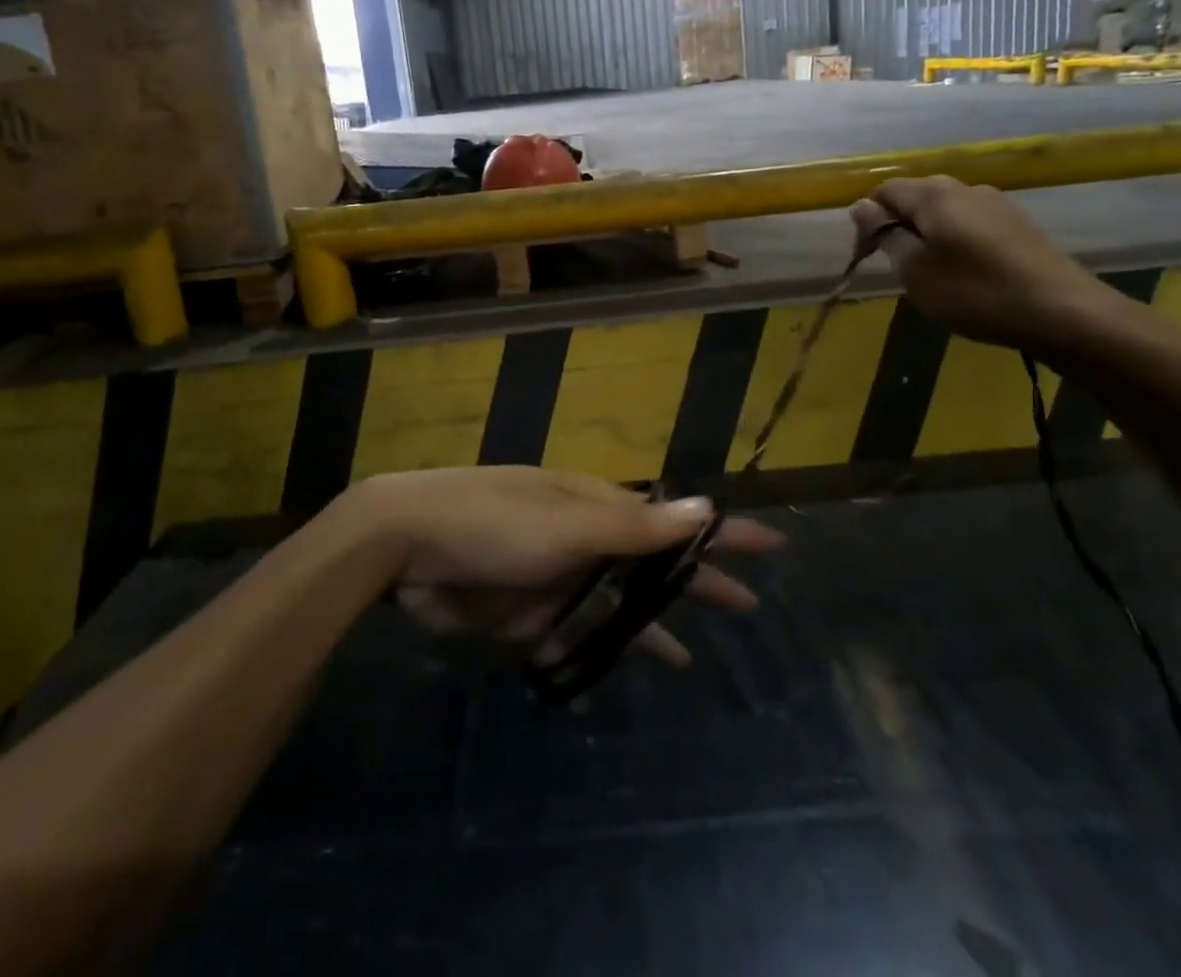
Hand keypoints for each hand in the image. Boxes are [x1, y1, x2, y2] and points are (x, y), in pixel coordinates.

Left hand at [342, 466, 784, 668]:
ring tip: (697, 653)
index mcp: (598, 506)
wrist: (409, 545)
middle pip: (654, 565)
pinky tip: (619, 674)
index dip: (723, 530)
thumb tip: (705, 506)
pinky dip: (602, 651)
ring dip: (654, 623)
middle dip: (698, 581)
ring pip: (618, 604)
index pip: (676, 518)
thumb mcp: (570, 522)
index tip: (772, 544)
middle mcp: (584, 539)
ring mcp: (557, 578)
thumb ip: (636, 526)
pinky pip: (577, 637)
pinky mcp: (528, 616)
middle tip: (750, 604)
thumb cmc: (495, 521)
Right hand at [849, 175, 1127, 356]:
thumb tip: (860, 206)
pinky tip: (967, 274)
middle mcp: (963, 188)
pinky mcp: (1017, 223)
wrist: (1063, 313)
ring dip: (927, 236)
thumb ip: (886, 235)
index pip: (883, 191)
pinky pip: (970, 224)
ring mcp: (996, 203)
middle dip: (898, 227)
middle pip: (914, 198)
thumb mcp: (915, 270)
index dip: (868, 222)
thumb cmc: (975, 293)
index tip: (870, 259)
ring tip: (933, 275)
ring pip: (943, 212)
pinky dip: (956, 242)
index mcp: (933, 194)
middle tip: (900, 269)